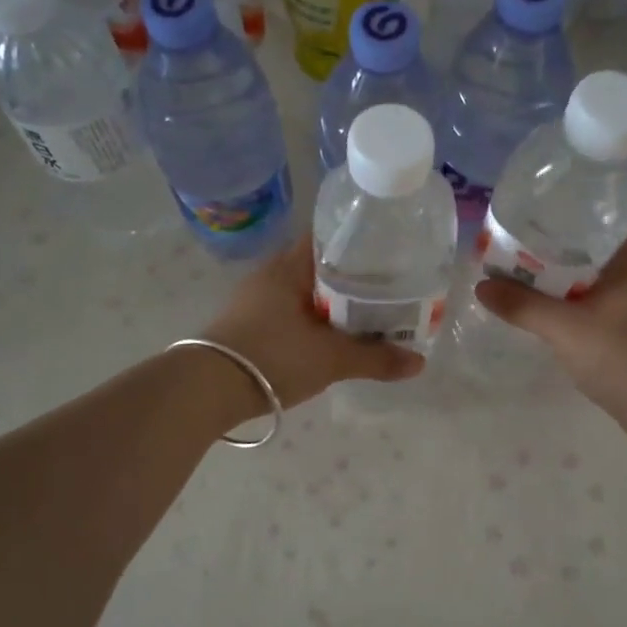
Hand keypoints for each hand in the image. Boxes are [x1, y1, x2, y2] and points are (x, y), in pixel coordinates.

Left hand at [200, 232, 424, 410]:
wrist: (207, 389)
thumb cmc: (274, 356)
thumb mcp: (331, 359)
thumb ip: (376, 358)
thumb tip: (419, 362)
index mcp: (290, 266)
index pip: (330, 237)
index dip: (361, 243)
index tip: (389, 255)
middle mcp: (271, 274)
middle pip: (320, 267)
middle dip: (352, 279)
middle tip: (388, 291)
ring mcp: (255, 300)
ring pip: (304, 293)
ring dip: (331, 304)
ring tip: (366, 317)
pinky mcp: (247, 325)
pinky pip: (290, 313)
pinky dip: (313, 321)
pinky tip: (330, 339)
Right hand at [474, 213, 626, 416]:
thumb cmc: (624, 359)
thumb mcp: (566, 329)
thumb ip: (523, 306)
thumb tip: (482, 285)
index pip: (626, 208)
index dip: (597, 193)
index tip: (560, 190)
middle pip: (608, 238)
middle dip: (571, 230)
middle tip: (530, 224)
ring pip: (605, 270)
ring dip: (573, 264)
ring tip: (532, 258)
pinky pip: (604, 295)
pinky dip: (579, 291)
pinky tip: (552, 300)